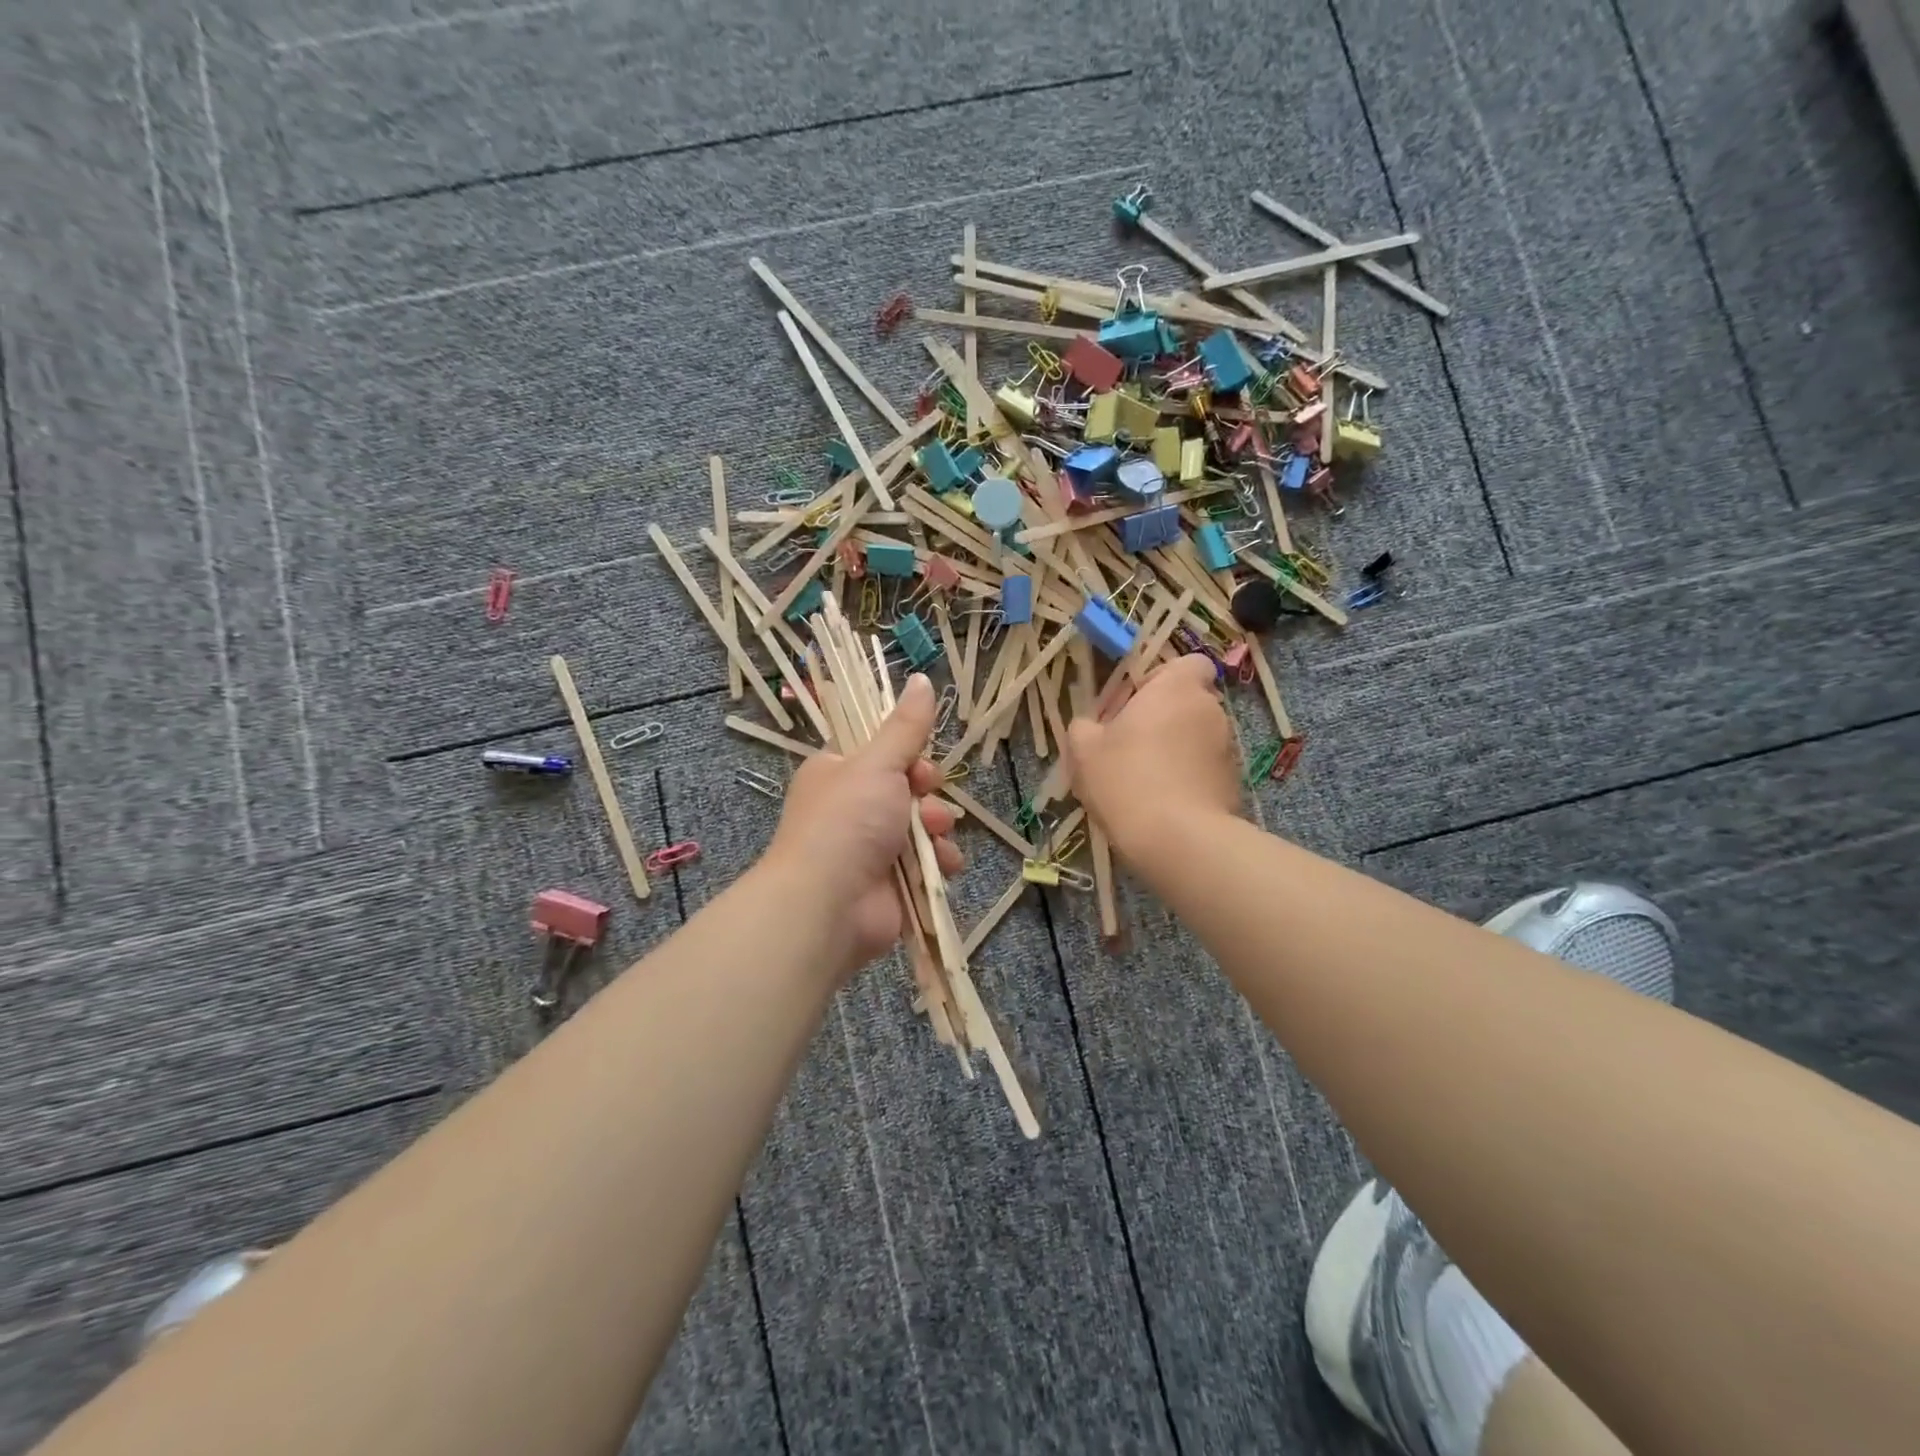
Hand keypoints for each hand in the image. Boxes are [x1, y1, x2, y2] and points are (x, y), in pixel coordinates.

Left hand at [765, 674, 963, 974]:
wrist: (827, 905)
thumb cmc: (846, 822)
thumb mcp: (877, 764)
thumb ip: (906, 727)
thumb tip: (922, 678)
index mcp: (838, 773)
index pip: (883, 753)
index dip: (909, 756)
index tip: (920, 763)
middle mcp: (853, 809)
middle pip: (910, 789)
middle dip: (928, 794)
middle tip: (926, 799)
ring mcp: (872, 848)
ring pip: (925, 825)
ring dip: (938, 827)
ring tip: (933, 835)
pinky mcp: (893, 882)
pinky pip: (930, 861)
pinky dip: (940, 862)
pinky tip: (942, 865)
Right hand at [1065, 653, 1240, 851]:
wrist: (1177, 839)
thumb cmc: (1126, 779)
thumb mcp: (1083, 750)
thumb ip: (1084, 727)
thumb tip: (1089, 726)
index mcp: (1177, 688)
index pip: (1190, 663)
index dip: (1164, 678)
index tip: (1137, 702)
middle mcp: (1210, 710)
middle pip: (1189, 702)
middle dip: (1164, 718)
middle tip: (1130, 746)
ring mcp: (1227, 748)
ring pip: (1197, 737)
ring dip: (1176, 750)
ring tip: (1145, 781)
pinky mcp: (1234, 783)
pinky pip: (1205, 769)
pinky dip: (1188, 778)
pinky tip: (1163, 804)